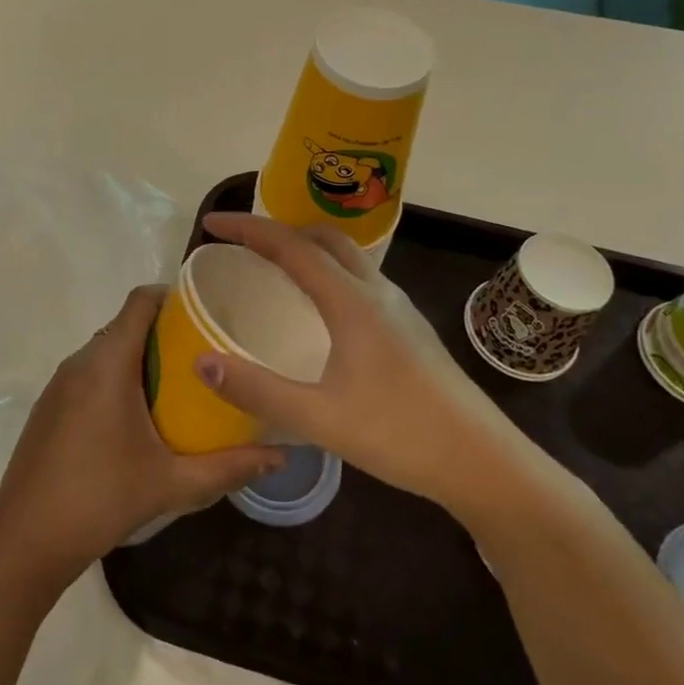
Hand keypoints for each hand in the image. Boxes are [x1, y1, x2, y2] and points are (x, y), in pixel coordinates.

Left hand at [0, 286, 284, 590]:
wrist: (25, 541)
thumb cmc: (101, 499)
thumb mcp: (172, 483)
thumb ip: (229, 466)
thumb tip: (282, 456)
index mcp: (108, 363)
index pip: (140, 301)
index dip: (174, 297)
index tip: (209, 313)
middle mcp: (80, 361)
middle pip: (127, 324)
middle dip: (166, 332)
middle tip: (207, 354)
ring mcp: (59, 384)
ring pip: (107, 350)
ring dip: (141, 357)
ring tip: (181, 384)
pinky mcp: (50, 406)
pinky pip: (90, 373)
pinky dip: (117, 377)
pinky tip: (139, 416)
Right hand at [193, 213, 580, 539]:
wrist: (482, 461)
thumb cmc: (400, 434)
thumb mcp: (319, 418)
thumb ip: (257, 390)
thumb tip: (201, 361)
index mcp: (351, 301)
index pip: (290, 245)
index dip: (247, 228)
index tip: (210, 223)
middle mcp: (376, 291)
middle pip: (322, 237)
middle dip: (278, 230)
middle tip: (241, 245)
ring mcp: (398, 307)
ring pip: (346, 256)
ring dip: (306, 248)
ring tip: (273, 268)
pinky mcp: (409, 327)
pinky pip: (359, 278)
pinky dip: (328, 271)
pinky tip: (319, 309)